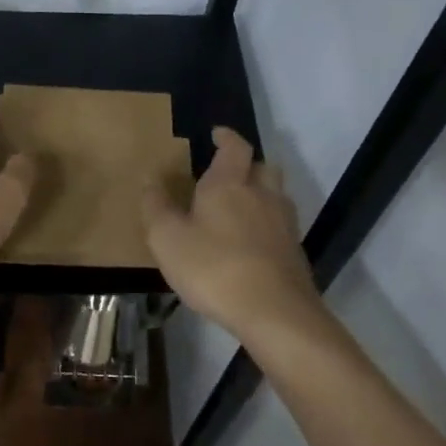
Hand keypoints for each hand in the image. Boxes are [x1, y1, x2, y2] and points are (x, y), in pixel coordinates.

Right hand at [143, 127, 320, 337]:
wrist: (274, 312)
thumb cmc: (214, 267)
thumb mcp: (168, 239)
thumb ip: (156, 207)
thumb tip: (150, 180)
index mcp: (229, 184)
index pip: (235, 147)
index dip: (227, 137)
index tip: (217, 134)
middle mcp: (262, 194)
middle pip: (262, 166)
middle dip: (247, 165)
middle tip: (228, 175)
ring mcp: (284, 223)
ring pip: (275, 195)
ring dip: (260, 194)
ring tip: (239, 209)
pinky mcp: (295, 251)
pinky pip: (281, 225)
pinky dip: (267, 225)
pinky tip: (252, 244)